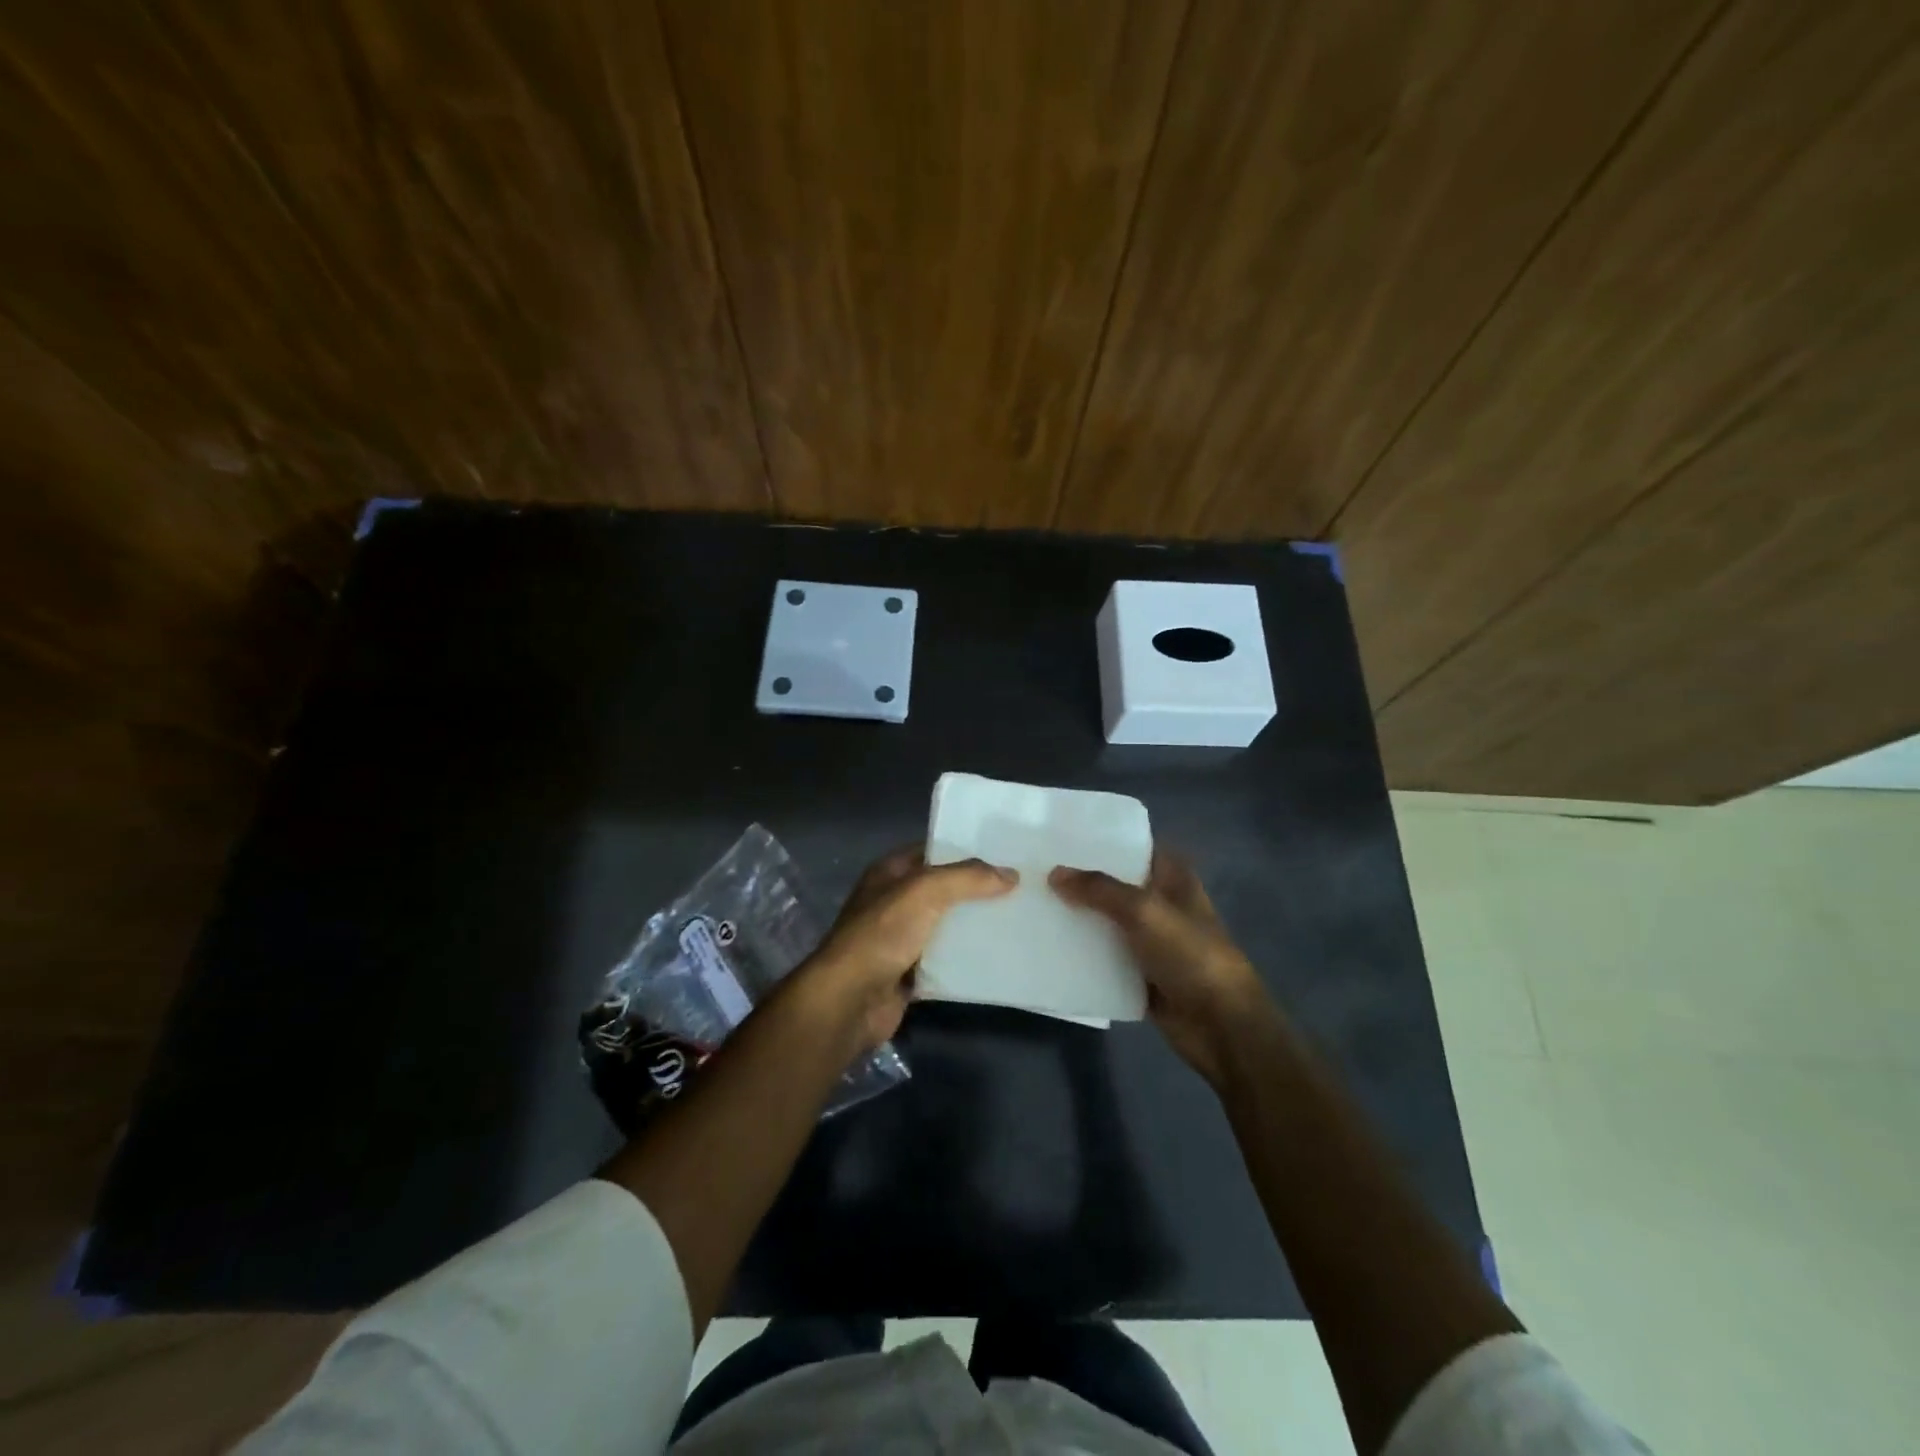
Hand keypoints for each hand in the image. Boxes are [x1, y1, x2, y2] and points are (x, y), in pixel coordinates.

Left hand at [798, 846, 1017, 1051]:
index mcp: (889, 872)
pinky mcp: (910, 972)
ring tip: (1018, 920)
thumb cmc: (882, 933)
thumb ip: (967, 878)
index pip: (932, 851)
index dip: (964, 850)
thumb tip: (1011, 874)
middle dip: (976, 891)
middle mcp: (894, 901)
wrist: (850, 999)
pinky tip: (999, 955)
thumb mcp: (925, 891)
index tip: (1003, 854)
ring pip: (946, 926)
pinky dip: (967, 959)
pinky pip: (946, 960)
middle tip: (1021, 888)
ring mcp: (901, 938)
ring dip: (974, 926)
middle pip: (943, 890)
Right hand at [1050, 849, 1273, 1085]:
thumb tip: (1055, 873)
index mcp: (1172, 878)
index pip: (1134, 846)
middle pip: (1114, 884)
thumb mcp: (1144, 911)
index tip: (1060, 834)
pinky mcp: (1138, 974)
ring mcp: (1149, 941)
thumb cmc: (1190, 955)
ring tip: (1030, 902)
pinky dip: (1080, 954)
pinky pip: (1103, 958)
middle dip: (1080, 879)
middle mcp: (1160, 904)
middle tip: (1034, 868)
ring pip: (1105, 921)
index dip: (1102, 840)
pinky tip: (1046, 945)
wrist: (1220, 1026)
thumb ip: (1099, 889)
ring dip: (1076, 917)